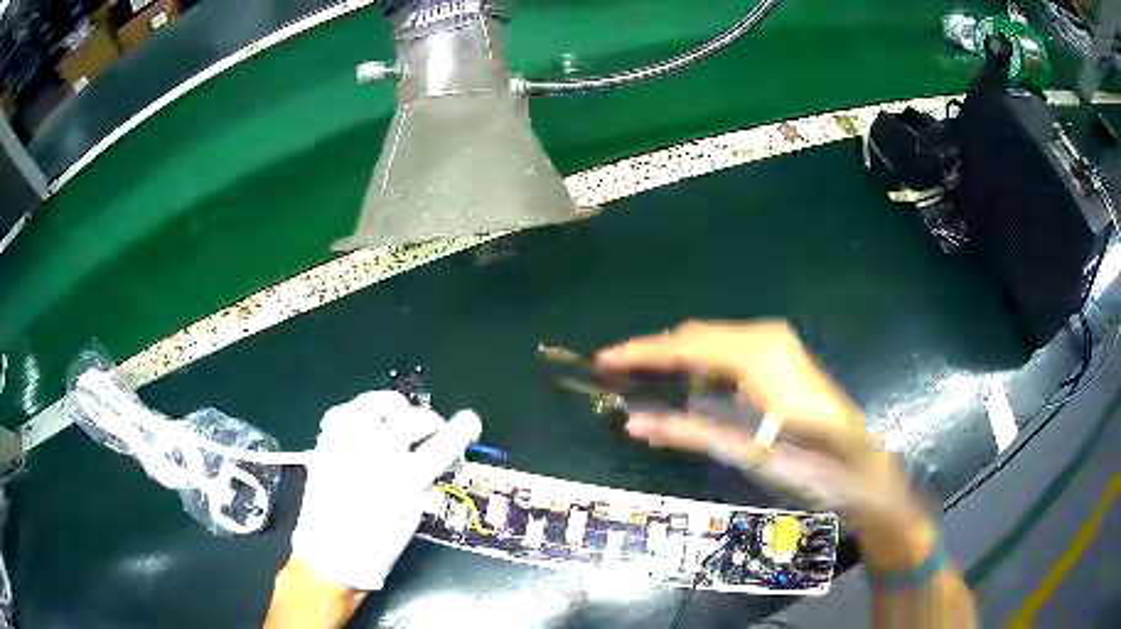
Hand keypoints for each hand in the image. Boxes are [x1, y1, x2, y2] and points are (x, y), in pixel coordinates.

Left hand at [289, 391, 481, 590]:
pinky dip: (360, 413)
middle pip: (414, 418)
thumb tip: (433, 469)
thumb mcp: (412, 520)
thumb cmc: (376, 547)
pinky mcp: (325, 442)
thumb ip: (424, 489)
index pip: (442, 444)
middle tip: (434, 432)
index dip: (462, 429)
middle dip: (432, 422)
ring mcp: (346, 443)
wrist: (328, 556)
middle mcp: (375, 454)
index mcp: (403, 480)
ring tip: (399, 418)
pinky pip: (345, 411)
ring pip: (377, 403)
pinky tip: (366, 425)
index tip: (471, 422)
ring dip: (396, 408)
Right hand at [597, 321, 928, 564]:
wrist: (861, 469)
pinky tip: (688, 384)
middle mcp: (767, 337)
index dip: (643, 351)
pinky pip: (728, 348)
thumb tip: (635, 423)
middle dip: (655, 353)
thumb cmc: (812, 466)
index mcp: (761, 356)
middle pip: (695, 335)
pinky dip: (701, 364)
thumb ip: (689, 432)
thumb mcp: (748, 454)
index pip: (687, 344)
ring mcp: (777, 342)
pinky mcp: (781, 354)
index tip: (604, 359)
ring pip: (710, 339)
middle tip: (615, 374)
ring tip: (643, 381)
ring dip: (677, 359)